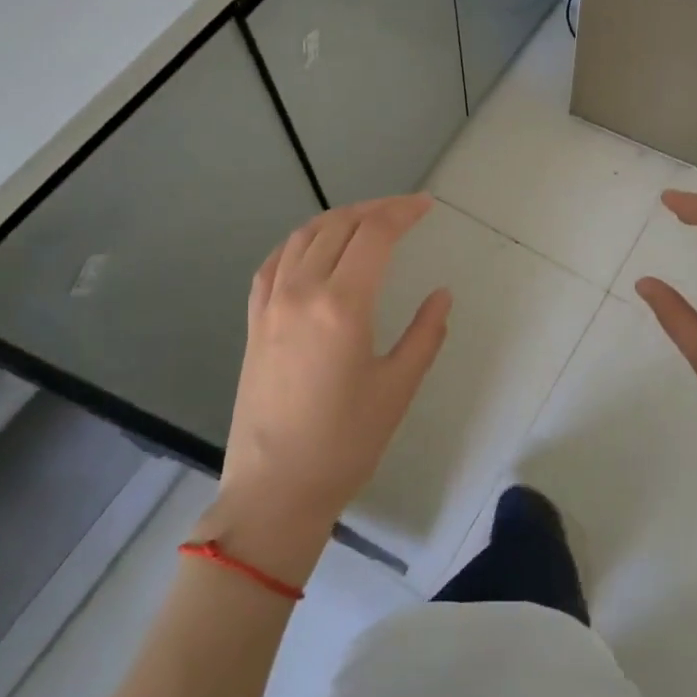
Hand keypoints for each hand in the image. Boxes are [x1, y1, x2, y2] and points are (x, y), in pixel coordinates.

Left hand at [202, 196, 451, 582]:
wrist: (275, 490)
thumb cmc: (346, 443)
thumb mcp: (398, 388)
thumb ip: (425, 334)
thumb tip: (442, 295)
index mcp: (343, 305)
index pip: (374, 234)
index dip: (402, 211)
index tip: (426, 206)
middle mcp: (302, 291)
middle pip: (338, 225)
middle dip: (375, 209)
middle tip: (404, 210)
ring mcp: (271, 304)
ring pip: (302, 236)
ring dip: (337, 218)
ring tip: (365, 221)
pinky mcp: (254, 321)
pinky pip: (274, 262)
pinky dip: (299, 242)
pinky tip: (312, 248)